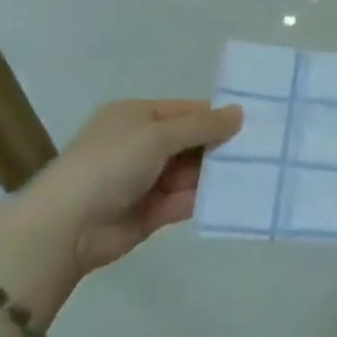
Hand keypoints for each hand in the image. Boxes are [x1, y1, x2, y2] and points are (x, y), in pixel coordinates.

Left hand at [21, 99, 242, 274]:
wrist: (69, 226)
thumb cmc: (110, 165)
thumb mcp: (156, 135)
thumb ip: (200, 126)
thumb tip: (239, 112)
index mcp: (137, 116)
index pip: (186, 111)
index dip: (218, 116)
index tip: (257, 124)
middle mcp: (143, 144)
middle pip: (192, 141)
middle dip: (223, 146)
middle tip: (267, 151)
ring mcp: (148, 179)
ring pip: (193, 172)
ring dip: (219, 174)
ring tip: (262, 175)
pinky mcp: (154, 211)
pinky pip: (187, 200)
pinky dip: (209, 199)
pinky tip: (239, 198)